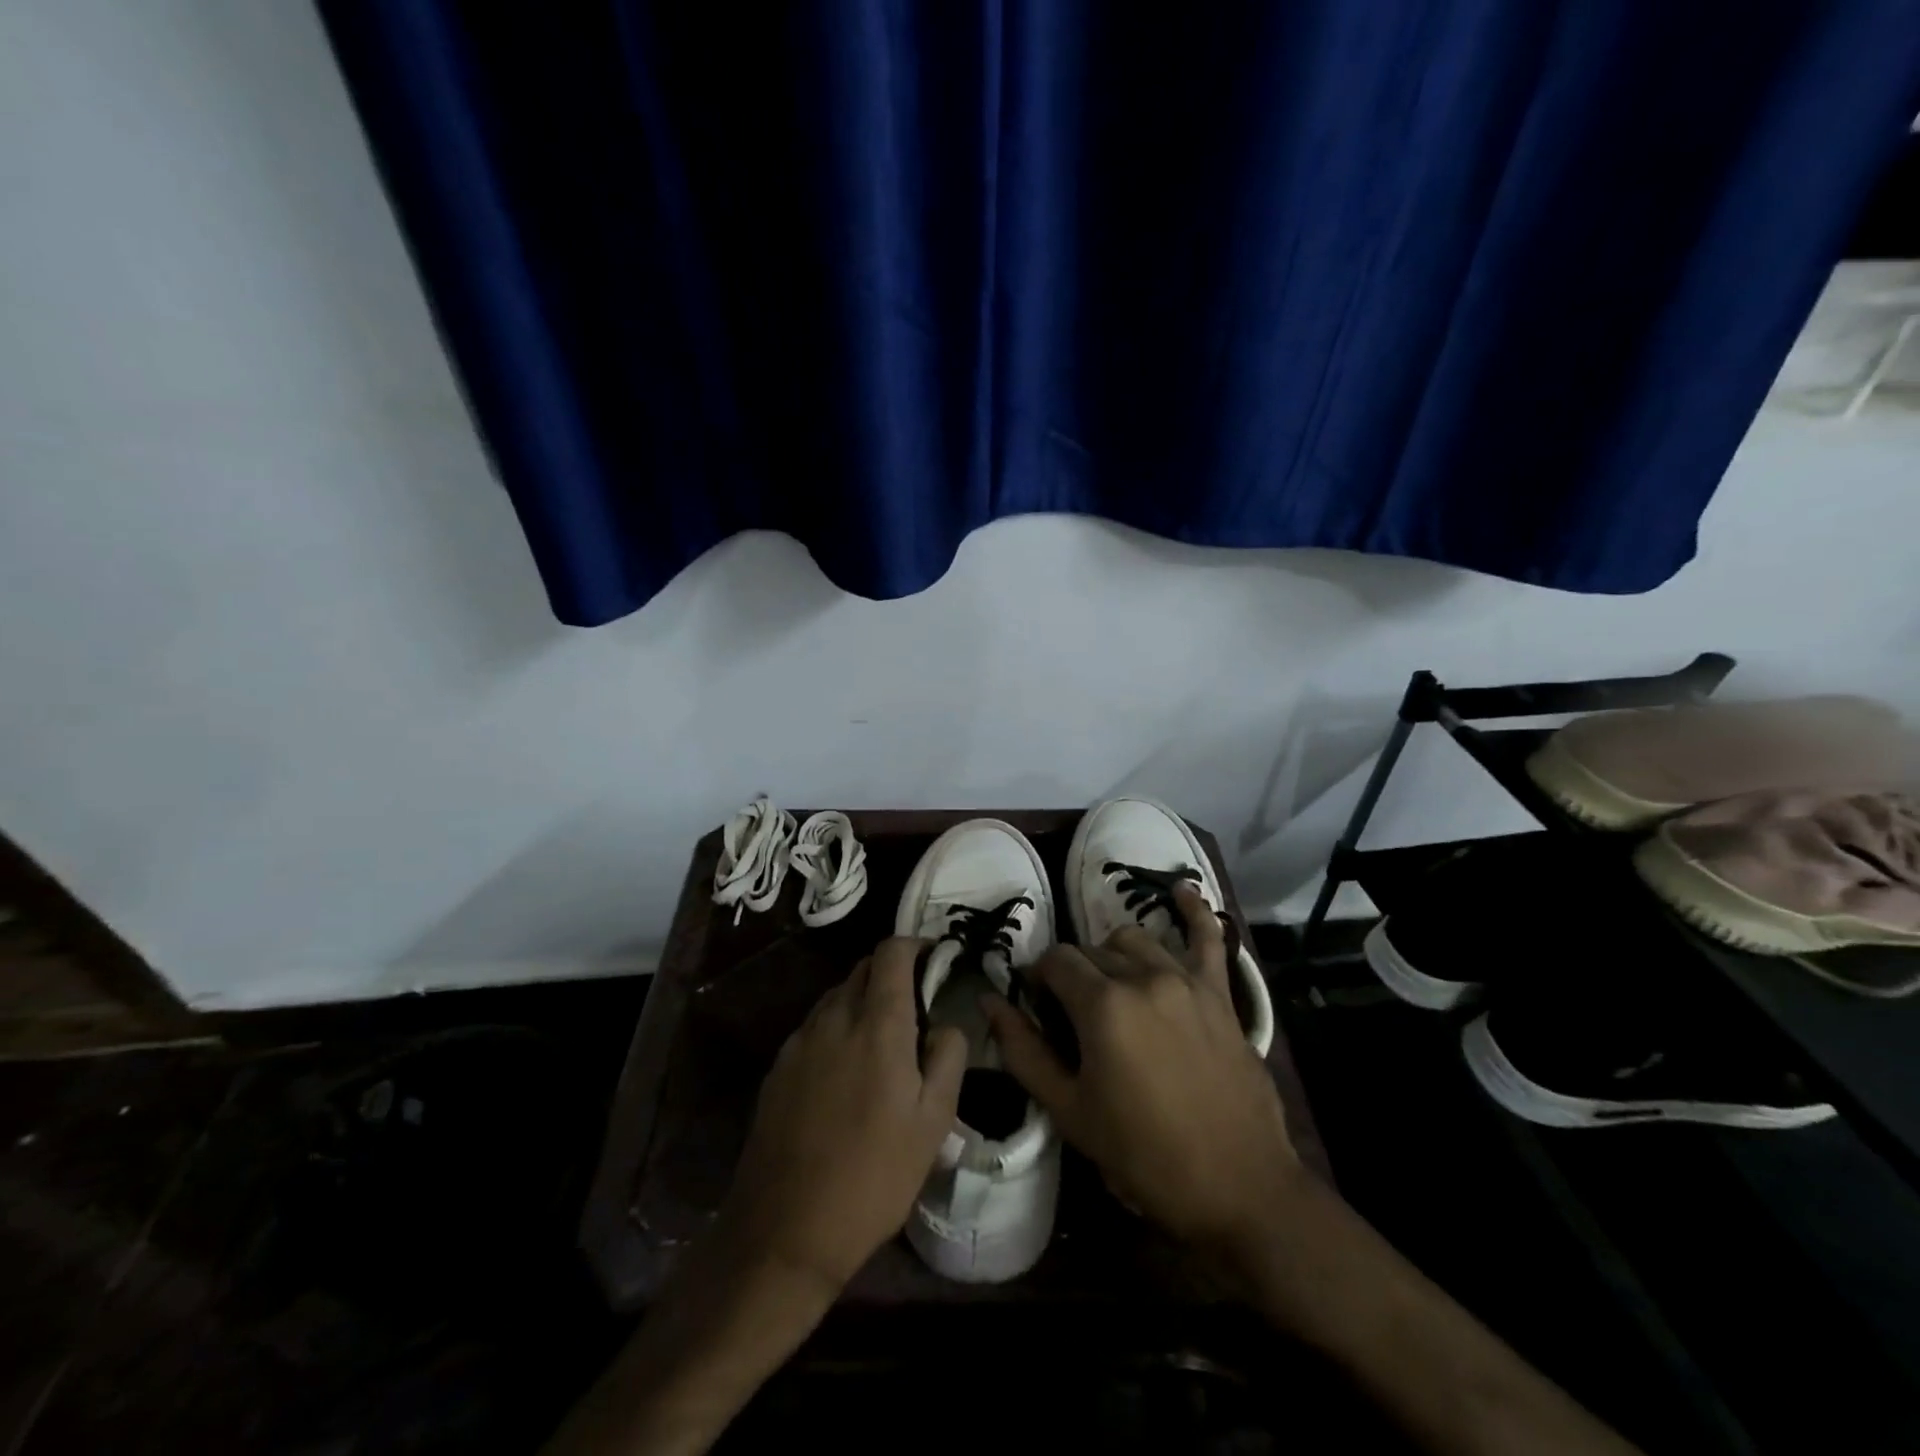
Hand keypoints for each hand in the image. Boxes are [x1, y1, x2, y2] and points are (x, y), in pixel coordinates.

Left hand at [717, 937, 966, 1291]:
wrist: (784, 1232)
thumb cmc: (873, 1176)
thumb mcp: (934, 1122)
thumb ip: (948, 1056)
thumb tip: (944, 1023)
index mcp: (877, 1024)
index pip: (891, 952)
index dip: (915, 945)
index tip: (934, 960)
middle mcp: (834, 1019)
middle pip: (863, 969)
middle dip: (892, 973)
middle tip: (916, 1008)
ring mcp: (799, 1042)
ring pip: (837, 997)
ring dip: (863, 1001)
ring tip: (882, 1044)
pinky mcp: (777, 1068)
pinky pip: (815, 1028)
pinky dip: (837, 1029)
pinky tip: (845, 1074)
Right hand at [985, 884, 1299, 1262]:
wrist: (1239, 1187)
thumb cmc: (1144, 1155)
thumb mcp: (1070, 1111)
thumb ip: (1023, 1051)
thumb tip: (988, 1002)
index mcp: (1102, 1005)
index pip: (1056, 963)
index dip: (1039, 980)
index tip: (1038, 1007)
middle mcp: (1143, 977)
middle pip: (1092, 952)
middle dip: (1074, 974)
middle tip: (1074, 1016)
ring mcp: (1186, 980)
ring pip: (1134, 940)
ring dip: (1113, 955)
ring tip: (1111, 987)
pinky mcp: (1220, 993)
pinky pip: (1208, 937)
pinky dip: (1194, 911)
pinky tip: (1181, 890)